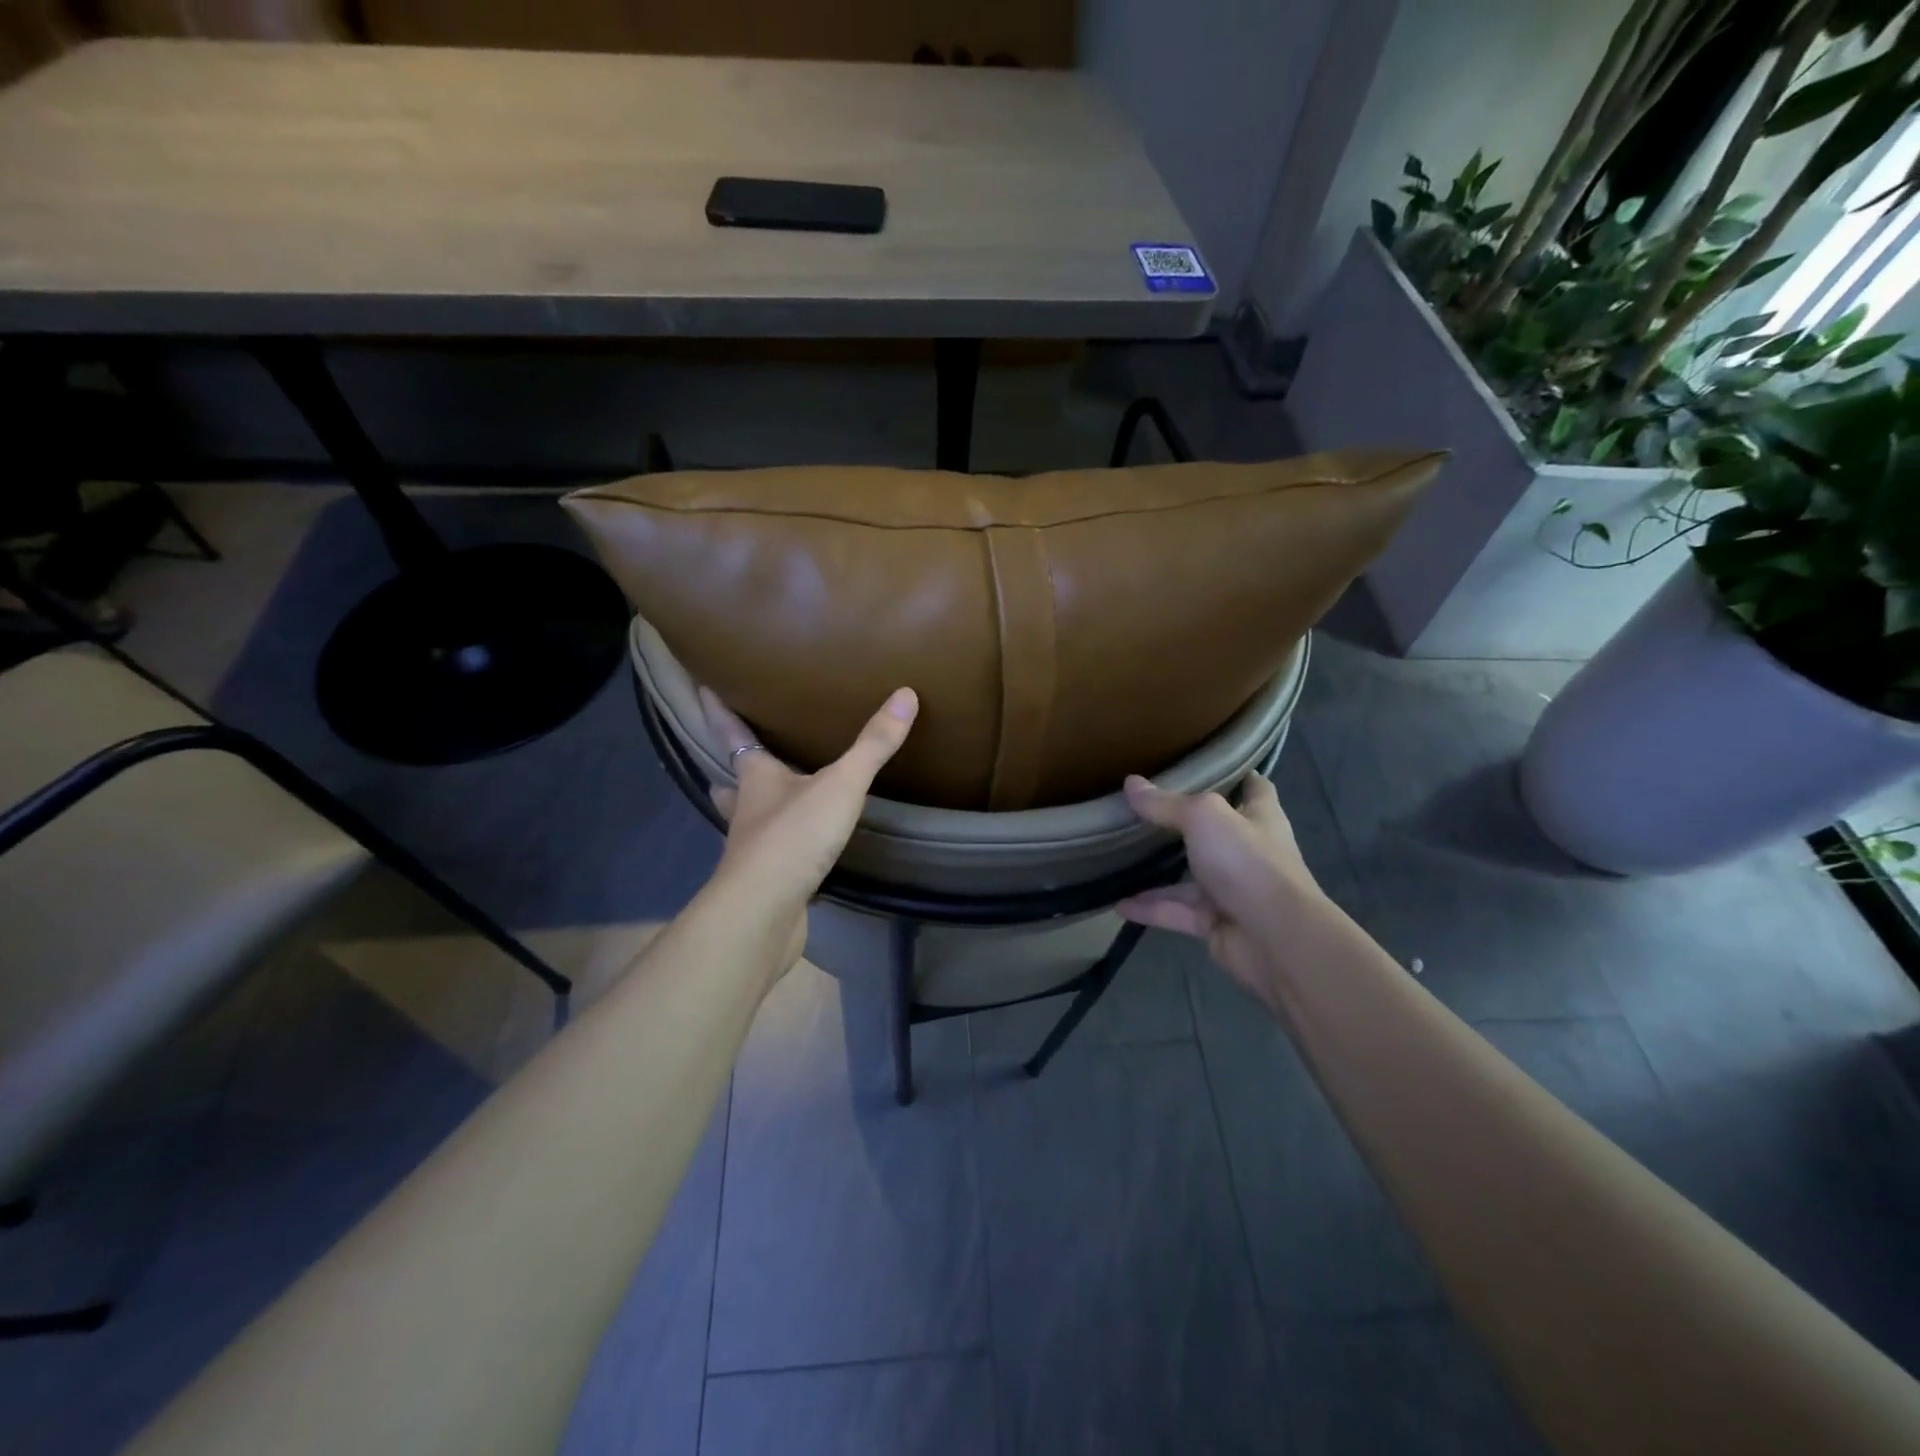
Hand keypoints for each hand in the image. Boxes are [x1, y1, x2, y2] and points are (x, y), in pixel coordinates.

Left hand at [699, 686, 918, 968]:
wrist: (764, 912)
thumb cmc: (793, 836)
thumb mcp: (841, 785)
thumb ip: (873, 745)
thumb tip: (906, 694)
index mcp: (756, 777)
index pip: (731, 734)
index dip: (718, 711)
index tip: (703, 689)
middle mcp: (745, 809)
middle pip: (733, 780)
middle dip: (736, 767)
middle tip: (743, 753)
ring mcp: (750, 848)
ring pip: (745, 819)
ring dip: (751, 807)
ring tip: (768, 799)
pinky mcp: (763, 880)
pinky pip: (768, 854)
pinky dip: (777, 845)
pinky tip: (796, 848)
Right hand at [1116, 772, 1326, 996]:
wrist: (1276, 939)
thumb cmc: (1247, 862)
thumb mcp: (1203, 818)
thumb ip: (1166, 804)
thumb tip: (1130, 783)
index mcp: (1260, 818)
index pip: (1255, 788)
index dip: (1236, 775)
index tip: (1208, 764)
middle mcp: (1249, 852)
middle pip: (1215, 833)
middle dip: (1184, 824)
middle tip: (1144, 809)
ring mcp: (1233, 890)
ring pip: (1190, 877)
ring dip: (1158, 873)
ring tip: (1120, 859)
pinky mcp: (1216, 923)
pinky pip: (1177, 912)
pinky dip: (1150, 909)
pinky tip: (1119, 905)